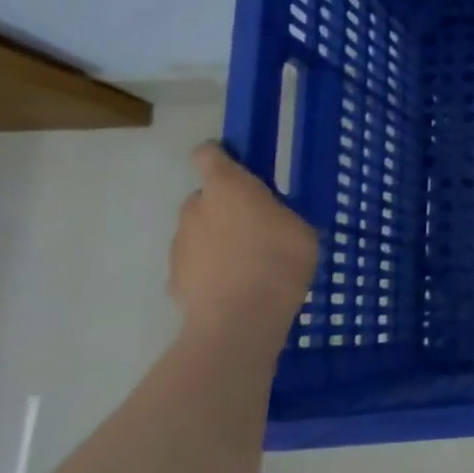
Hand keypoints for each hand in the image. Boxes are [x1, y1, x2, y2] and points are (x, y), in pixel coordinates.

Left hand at [169, 143, 317, 333]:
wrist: (241, 316)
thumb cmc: (280, 258)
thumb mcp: (299, 228)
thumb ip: (277, 215)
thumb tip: (267, 220)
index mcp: (229, 187)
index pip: (209, 156)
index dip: (219, 157)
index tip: (234, 166)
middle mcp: (196, 207)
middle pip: (204, 197)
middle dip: (223, 207)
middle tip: (255, 227)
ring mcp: (180, 244)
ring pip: (197, 232)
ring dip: (216, 240)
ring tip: (247, 264)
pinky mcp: (174, 277)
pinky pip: (195, 264)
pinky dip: (209, 270)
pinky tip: (233, 288)